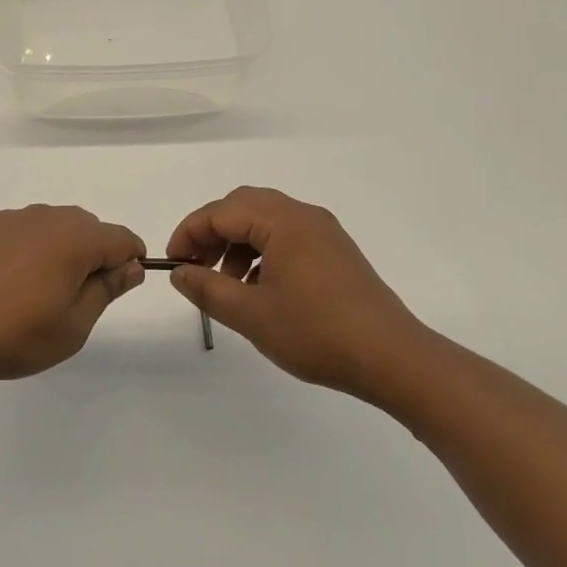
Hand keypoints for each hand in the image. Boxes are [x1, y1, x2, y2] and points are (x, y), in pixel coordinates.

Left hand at [0, 206, 145, 384]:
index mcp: (74, 239)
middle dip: (91, 254)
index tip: (117, 286)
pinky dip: (19, 249)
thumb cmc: (11, 336)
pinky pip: (13, 230)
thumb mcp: (72, 327)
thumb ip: (106, 290)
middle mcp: (43, 217)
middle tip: (72, 296)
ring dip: (54, 249)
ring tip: (32, 291)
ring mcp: (6, 218)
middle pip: (85, 226)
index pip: (120, 238)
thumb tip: (132, 266)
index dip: (128, 260)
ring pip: (47, 226)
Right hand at [167, 186, 432, 400]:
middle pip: (243, 206)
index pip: (221, 212)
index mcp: (283, 221)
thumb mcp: (251, 314)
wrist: (394, 359)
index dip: (189, 233)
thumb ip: (207, 288)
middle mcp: (304, 216)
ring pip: (265, 221)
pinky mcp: (335, 253)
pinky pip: (286, 237)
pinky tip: (258, 288)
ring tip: (225, 283)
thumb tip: (179, 272)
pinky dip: (261, 252)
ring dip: (236, 243)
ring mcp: (324, 233)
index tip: (172, 264)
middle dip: (212, 233)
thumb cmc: (317, 333)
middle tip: (194, 266)